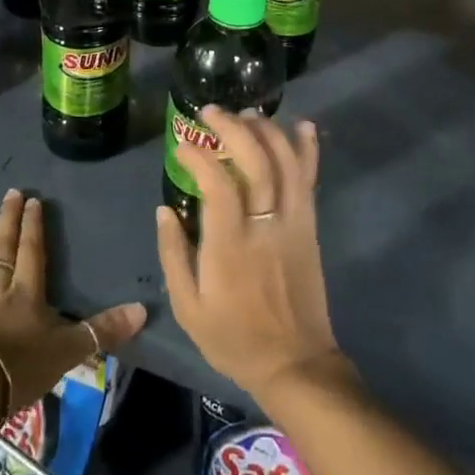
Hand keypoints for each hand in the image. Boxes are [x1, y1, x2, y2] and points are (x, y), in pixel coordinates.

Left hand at [0, 189, 146, 423]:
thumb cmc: (18, 369)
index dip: (33, 225)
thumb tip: (144, 310)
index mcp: (27, 293)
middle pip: (2, 247)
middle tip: (10, 193)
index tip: (33, 200)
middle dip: (8, 219)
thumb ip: (103, 331)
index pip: (32, 250)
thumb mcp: (68, 352)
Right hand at [156, 109, 346, 403]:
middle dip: (233, 128)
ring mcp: (293, 223)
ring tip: (246, 113)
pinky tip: (302, 124)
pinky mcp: (310, 226)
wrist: (294, 363)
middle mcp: (265, 227)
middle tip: (211, 111)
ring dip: (267, 130)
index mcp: (230, 247)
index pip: (218, 185)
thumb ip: (173, 254)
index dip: (200, 156)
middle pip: (257, 162)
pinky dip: (308, 149)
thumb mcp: (188, 308)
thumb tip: (164, 208)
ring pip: (286, 163)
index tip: (181, 142)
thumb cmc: (233, 337)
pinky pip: (310, 180)